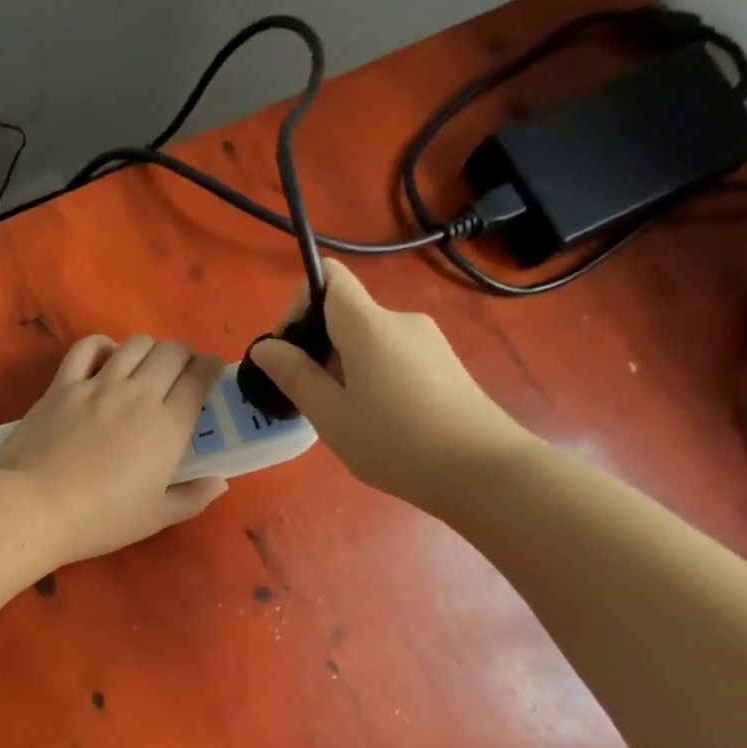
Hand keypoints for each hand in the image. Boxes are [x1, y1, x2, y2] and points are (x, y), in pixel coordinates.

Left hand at [0, 334, 227, 564]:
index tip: (209, 376)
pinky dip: (103, 346)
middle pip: (171, 352)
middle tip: (180, 373)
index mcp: (169, 425)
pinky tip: (106, 358)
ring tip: (145, 367)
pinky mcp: (63, 385)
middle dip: (183, 355)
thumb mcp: (155, 518)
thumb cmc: (102, 519)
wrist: (37, 506)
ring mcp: (98, 385)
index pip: (200, 377)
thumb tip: (220, 484)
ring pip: (134, 344)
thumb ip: (192, 498)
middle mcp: (139, 394)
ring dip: (148, 349)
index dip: (210, 369)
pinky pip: (87, 347)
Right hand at [248, 259, 534, 512]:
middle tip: (310, 400)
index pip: (329, 277)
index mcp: (369, 324)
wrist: (482, 469)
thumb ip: (294, 375)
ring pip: (368, 340)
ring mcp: (428, 341)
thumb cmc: (394, 442)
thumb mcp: (330, 414)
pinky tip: (377, 420)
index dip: (299, 305)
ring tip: (344, 418)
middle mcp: (400, 320)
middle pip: (345, 314)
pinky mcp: (443, 364)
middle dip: (317, 348)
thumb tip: (264, 347)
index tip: (289, 353)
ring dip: (343, 368)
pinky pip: (392, 356)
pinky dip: (371, 377)